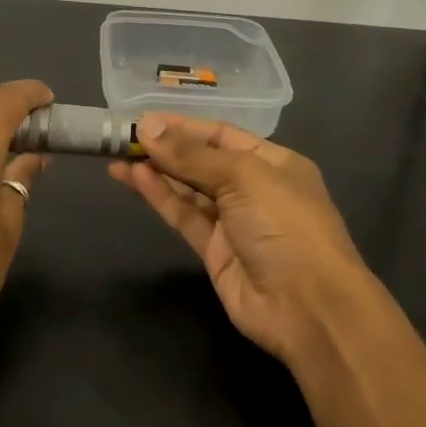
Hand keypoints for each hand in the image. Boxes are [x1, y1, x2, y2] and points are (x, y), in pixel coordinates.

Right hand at [109, 114, 379, 365]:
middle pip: (202, 162)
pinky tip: (134, 178)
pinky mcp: (214, 252)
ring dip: (156, 172)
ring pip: (188, 190)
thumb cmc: (285, 225)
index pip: (221, 135)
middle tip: (123, 138)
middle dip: (166, 149)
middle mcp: (254, 189)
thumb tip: (148, 127)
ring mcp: (234, 222)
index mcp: (274, 162)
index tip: (144, 120)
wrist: (307, 306)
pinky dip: (161, 197)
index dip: (183, 127)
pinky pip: (184, 216)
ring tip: (118, 156)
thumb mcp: (243, 177)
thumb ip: (191, 155)